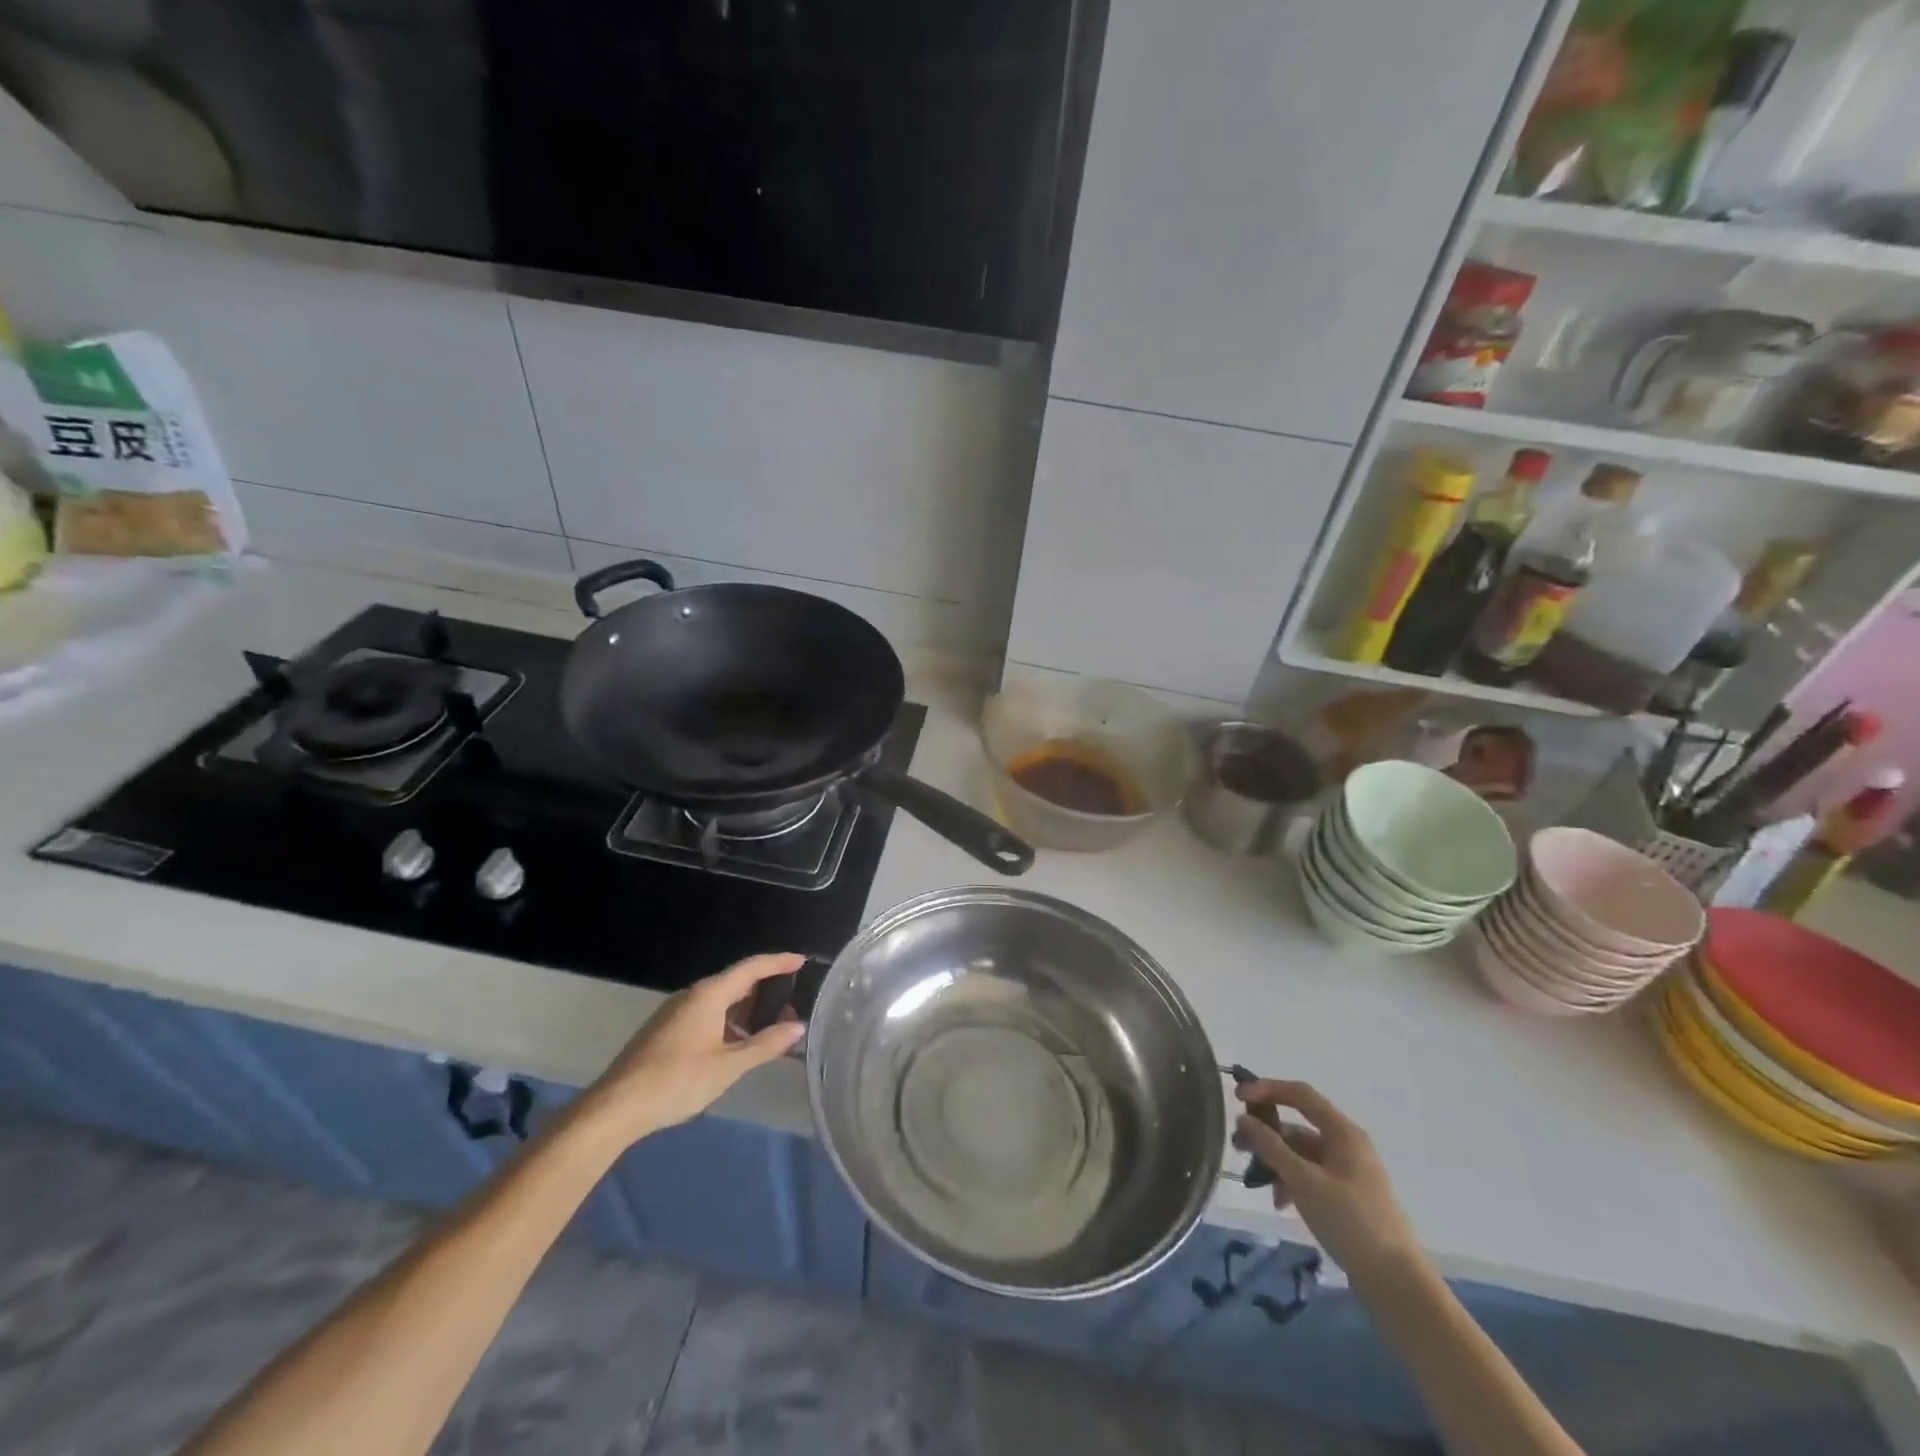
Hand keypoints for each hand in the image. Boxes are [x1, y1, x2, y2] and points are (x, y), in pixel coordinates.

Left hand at [579, 954, 806, 1143]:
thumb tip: (798, 1027)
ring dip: (747, 1010)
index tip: (802, 961)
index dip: (778, 962)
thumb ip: (765, 1045)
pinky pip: (707, 1014)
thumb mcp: (728, 1066)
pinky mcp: (666, 1030)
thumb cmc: (677, 1080)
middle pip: (736, 982)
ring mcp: (676, 1012)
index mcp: (709, 994)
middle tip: (793, 1004)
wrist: (616, 1107)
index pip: (751, 967)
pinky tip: (738, 1044)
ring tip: (771, 1027)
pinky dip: (729, 1021)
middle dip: (766, 990)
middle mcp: (693, 995)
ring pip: (721, 1000)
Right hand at [1234, 1079, 1419, 1281]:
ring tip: (1257, 1181)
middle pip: (1298, 1125)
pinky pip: (1310, 1176)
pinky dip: (1291, 1182)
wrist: (1396, 1283)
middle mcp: (1346, 1145)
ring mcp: (1348, 1172)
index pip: (1300, 1094)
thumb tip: (1243, 1120)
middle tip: (1239, 1146)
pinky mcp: (1346, 1196)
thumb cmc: (1350, 1222)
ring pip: (1302, 1153)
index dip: (1267, 1089)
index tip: (1238, 1098)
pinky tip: (1281, 1203)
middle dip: (1267, 1133)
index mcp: (1343, 1132)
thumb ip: (1271, 1147)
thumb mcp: (1304, 1181)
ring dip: (1276, 1162)